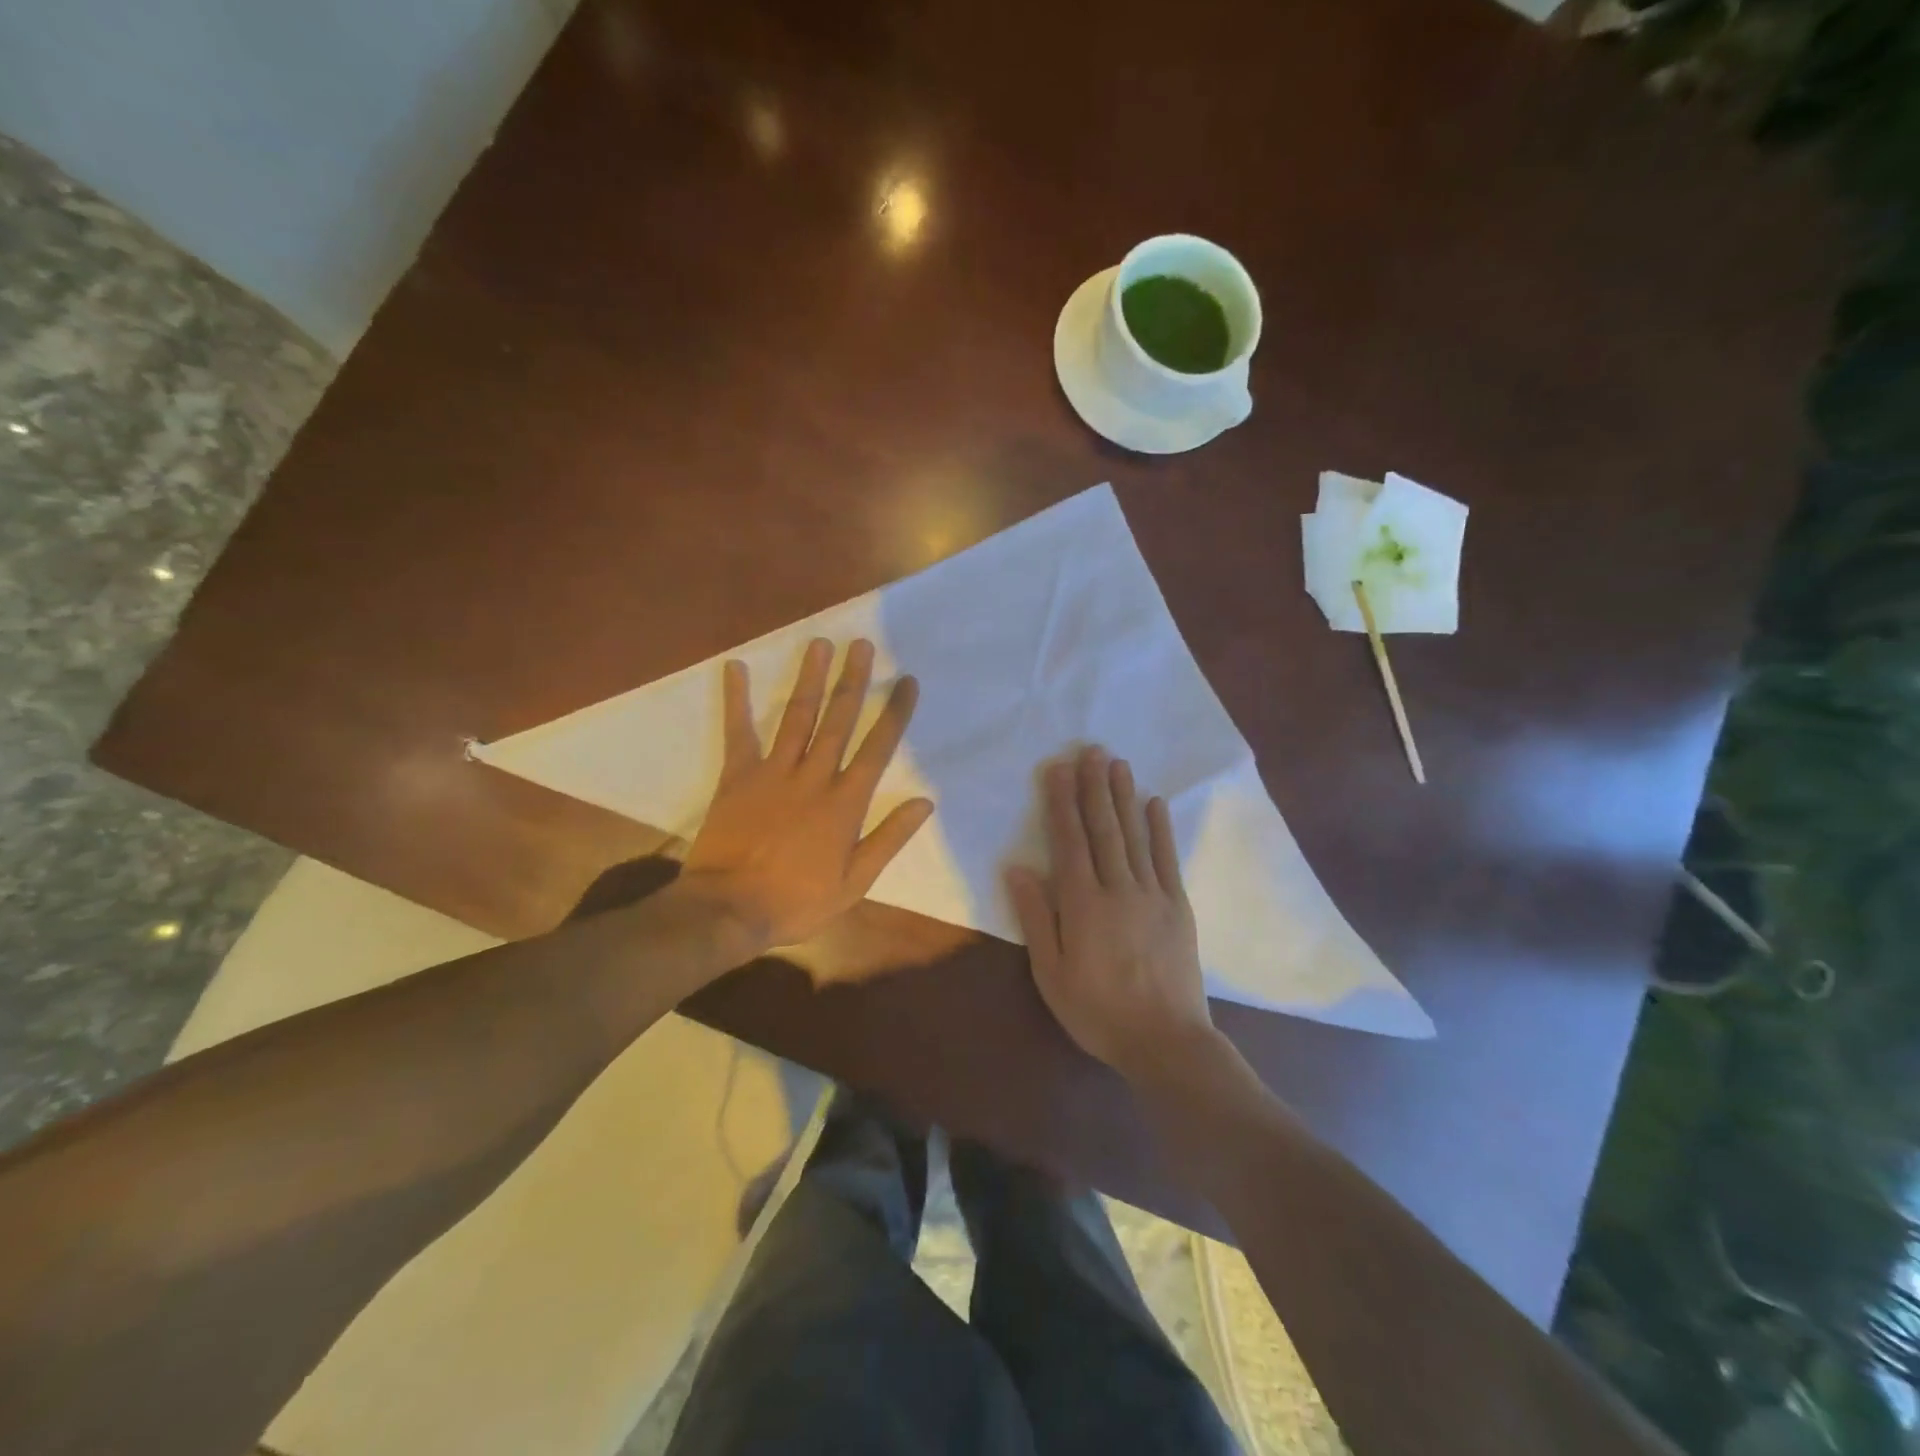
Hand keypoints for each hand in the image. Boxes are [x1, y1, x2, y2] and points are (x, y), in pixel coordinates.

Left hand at [680, 638, 933, 952]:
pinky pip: (738, 731)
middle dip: (853, 681)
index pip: (877, 748)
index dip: (893, 712)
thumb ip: (888, 838)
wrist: (730, 910)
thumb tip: (924, 802)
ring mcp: (773, 772)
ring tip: (820, 644)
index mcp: (845, 803)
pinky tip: (735, 667)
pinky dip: (736, 699)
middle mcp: (813, 776)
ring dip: (810, 679)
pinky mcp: (737, 776)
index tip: (906, 681)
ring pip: (797, 717)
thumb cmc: (797, 901)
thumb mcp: (855, 882)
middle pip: (838, 720)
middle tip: (862, 645)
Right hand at [1007, 746, 1216, 1082]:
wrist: (1166, 1041)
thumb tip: (1019, 868)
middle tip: (1089, 750)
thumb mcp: (1051, 974)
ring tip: (1116, 763)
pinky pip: (1166, 859)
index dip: (1061, 803)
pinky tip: (1154, 803)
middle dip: (1093, 787)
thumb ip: (1035, 918)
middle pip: (1103, 829)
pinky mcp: (1177, 906)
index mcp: (1082, 905)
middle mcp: (1118, 889)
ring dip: (1123, 797)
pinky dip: (1160, 828)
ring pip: (1134, 835)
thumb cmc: (1098, 1012)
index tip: (1057, 769)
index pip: (1069, 841)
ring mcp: (1152, 894)